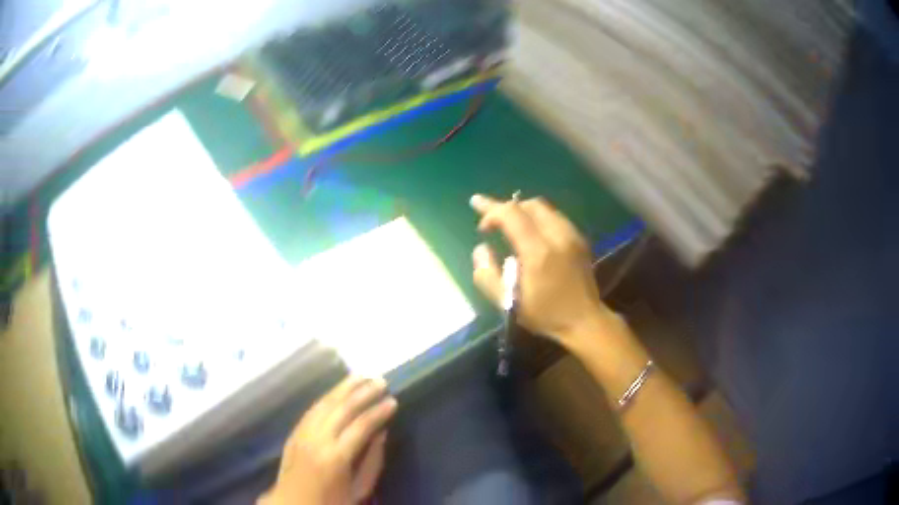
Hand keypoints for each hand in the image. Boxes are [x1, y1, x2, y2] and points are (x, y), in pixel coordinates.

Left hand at [260, 376, 397, 504]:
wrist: (293, 504)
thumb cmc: (331, 502)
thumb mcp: (359, 489)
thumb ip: (372, 461)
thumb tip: (381, 432)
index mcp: (336, 457)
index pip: (360, 426)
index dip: (378, 412)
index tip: (393, 401)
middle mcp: (317, 439)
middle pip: (341, 408)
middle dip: (362, 393)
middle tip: (381, 381)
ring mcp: (302, 433)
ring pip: (324, 403)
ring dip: (344, 388)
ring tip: (361, 376)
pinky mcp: (294, 432)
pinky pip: (312, 409)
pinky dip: (327, 397)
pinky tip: (338, 391)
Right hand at [470, 194, 613, 347]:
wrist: (585, 321)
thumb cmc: (545, 314)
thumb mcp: (508, 303)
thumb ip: (487, 275)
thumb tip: (481, 249)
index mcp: (539, 252)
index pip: (512, 215)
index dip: (491, 209)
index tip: (476, 211)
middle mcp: (558, 236)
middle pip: (529, 205)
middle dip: (506, 207)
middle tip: (491, 220)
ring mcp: (572, 236)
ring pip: (544, 208)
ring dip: (522, 211)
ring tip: (508, 224)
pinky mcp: (580, 239)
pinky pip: (555, 217)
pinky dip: (537, 218)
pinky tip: (530, 232)